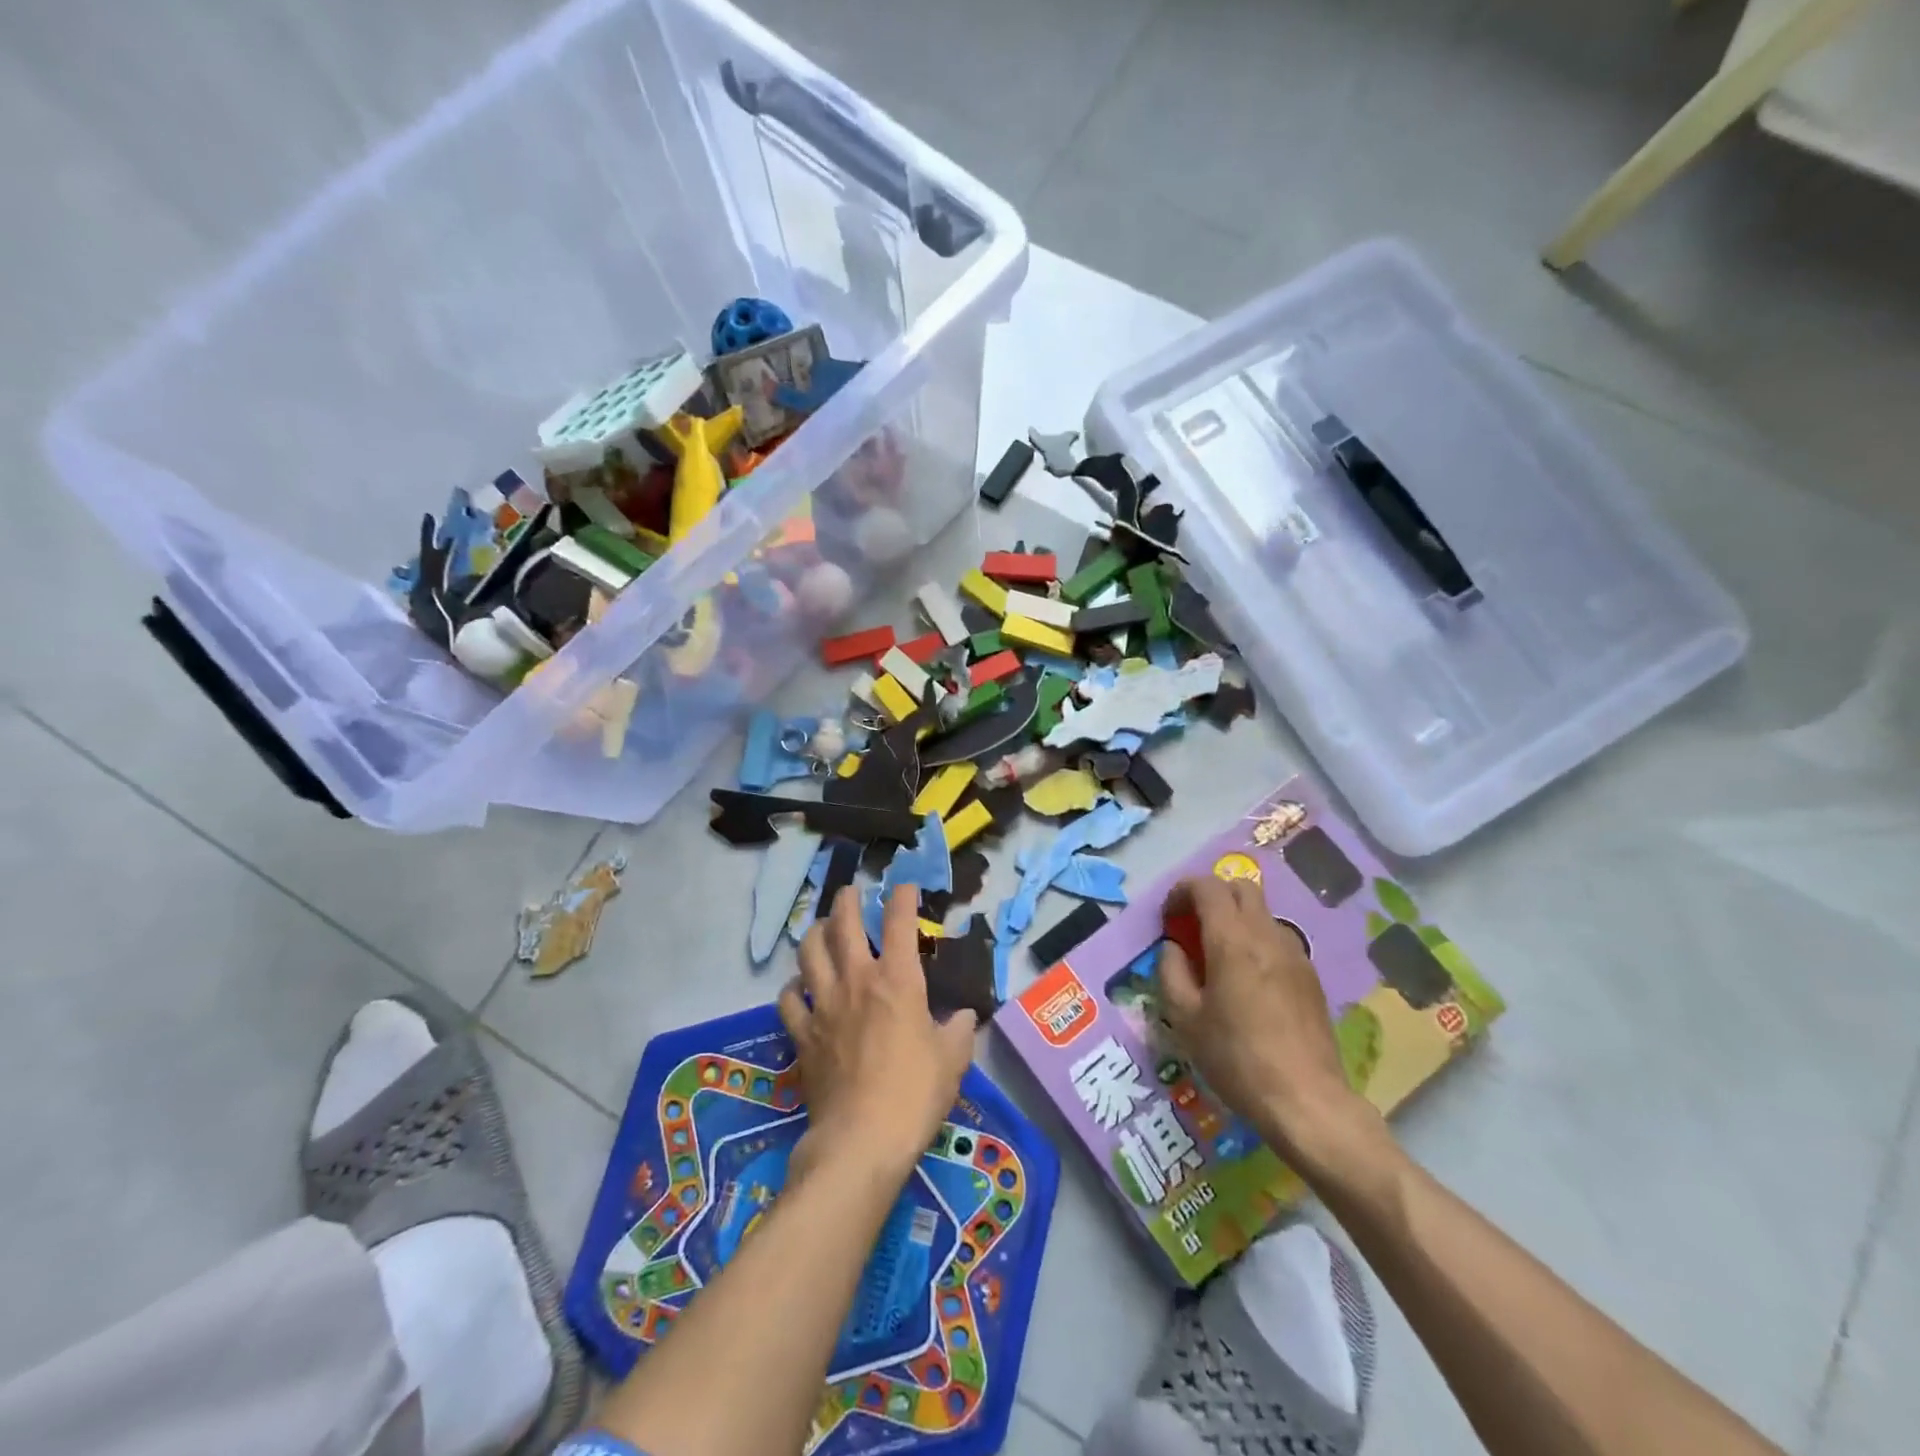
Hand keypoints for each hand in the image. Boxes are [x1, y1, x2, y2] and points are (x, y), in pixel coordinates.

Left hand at [780, 885, 977, 1184]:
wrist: (861, 1140)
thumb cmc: (915, 1094)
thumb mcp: (953, 1060)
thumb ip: (959, 1030)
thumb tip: (962, 1016)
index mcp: (897, 980)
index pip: (898, 922)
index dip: (901, 897)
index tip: (904, 886)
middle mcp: (856, 981)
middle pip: (842, 924)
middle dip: (847, 901)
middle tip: (851, 892)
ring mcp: (823, 1006)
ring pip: (809, 952)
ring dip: (815, 933)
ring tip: (822, 928)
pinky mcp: (802, 1035)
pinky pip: (788, 1000)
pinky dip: (793, 987)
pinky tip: (800, 987)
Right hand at [1158, 876, 1377, 1172]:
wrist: (1306, 1100)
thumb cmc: (1236, 1058)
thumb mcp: (1185, 1019)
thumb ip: (1171, 972)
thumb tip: (1174, 948)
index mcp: (1232, 940)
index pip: (1208, 886)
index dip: (1182, 890)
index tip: (1169, 916)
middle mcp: (1267, 935)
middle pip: (1241, 887)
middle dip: (1212, 895)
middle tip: (1193, 926)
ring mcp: (1295, 954)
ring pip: (1262, 912)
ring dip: (1236, 918)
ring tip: (1219, 956)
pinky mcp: (1310, 976)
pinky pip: (1278, 939)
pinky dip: (1256, 941)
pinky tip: (1248, 981)